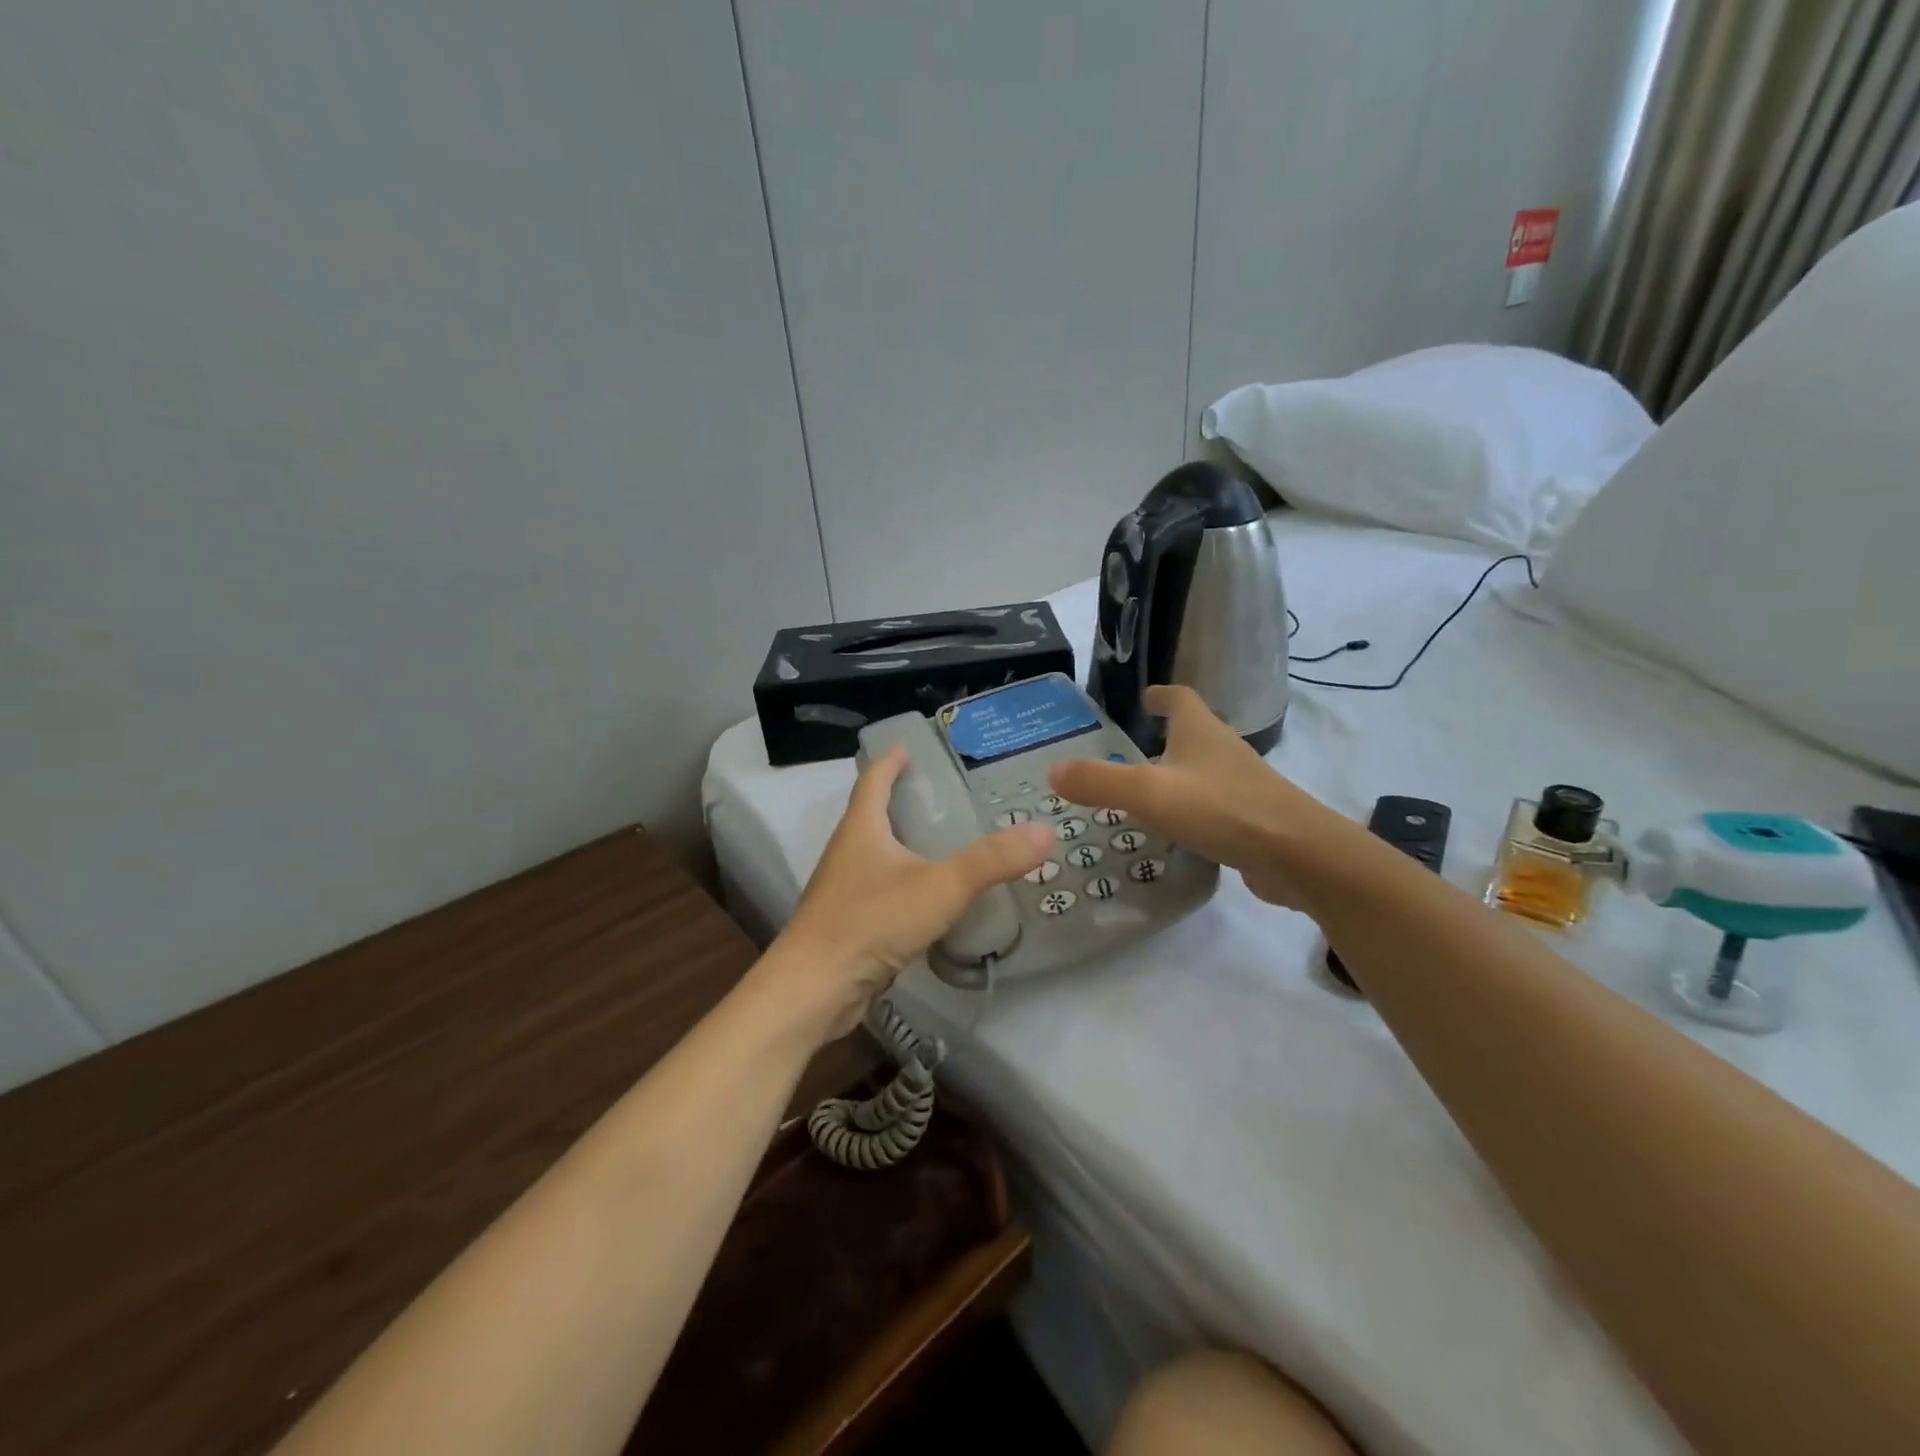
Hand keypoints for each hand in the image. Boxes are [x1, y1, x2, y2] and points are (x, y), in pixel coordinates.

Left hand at [763, 747, 1055, 1040]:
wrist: (815, 988)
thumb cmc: (872, 921)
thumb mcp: (941, 886)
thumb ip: (991, 861)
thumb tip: (1044, 832)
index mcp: (861, 828)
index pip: (873, 779)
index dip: (890, 761)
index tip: (907, 747)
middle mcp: (846, 852)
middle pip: (873, 815)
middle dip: (903, 802)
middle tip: (946, 798)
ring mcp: (843, 890)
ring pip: (877, 856)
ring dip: (904, 845)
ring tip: (945, 845)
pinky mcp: (847, 924)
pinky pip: (880, 891)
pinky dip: (904, 884)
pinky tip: (931, 900)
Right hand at [1048, 685, 1349, 908]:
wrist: (1295, 854)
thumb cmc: (1220, 808)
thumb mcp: (1149, 792)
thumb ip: (1099, 781)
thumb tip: (1053, 771)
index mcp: (1200, 730)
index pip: (1180, 698)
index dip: (1161, 695)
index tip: (1144, 698)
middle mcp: (1222, 749)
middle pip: (1192, 733)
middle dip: (1163, 737)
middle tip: (1126, 751)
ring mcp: (1239, 784)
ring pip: (1201, 770)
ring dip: (1175, 774)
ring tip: (1141, 791)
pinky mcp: (1249, 817)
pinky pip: (1211, 804)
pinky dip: (1190, 808)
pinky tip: (1171, 829)